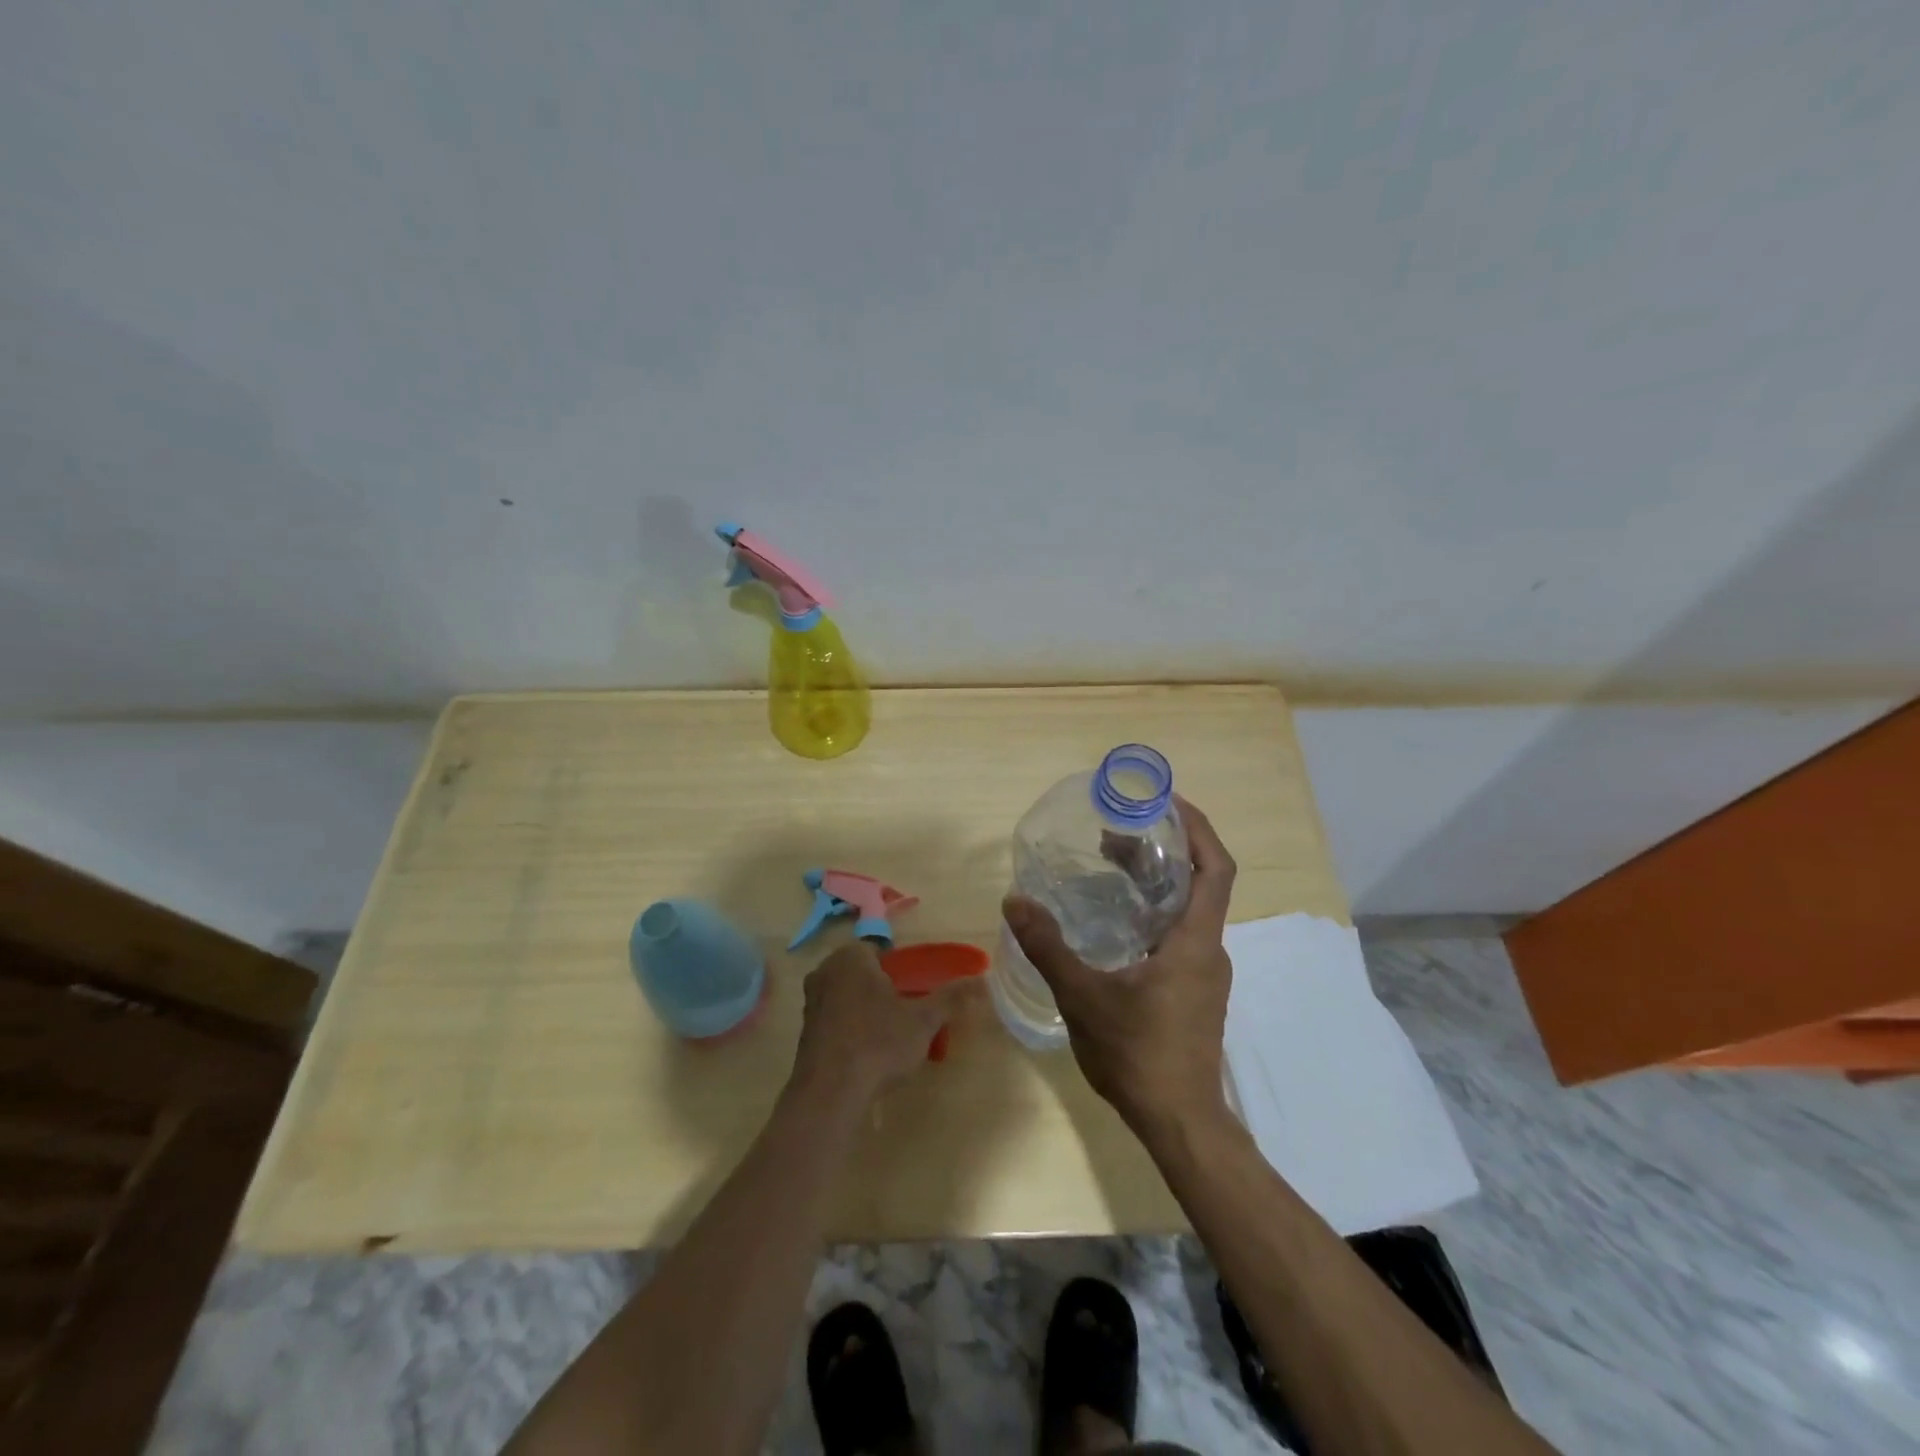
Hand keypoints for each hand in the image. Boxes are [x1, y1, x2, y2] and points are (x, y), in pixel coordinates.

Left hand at [789, 941, 980, 1106]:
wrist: (830, 1094)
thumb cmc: (878, 1044)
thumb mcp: (923, 1020)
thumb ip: (951, 997)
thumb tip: (983, 980)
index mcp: (851, 957)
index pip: (880, 951)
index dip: (900, 970)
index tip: (914, 992)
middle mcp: (825, 971)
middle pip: (863, 973)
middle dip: (883, 989)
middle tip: (906, 1014)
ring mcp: (811, 1002)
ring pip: (848, 996)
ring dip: (867, 1010)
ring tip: (890, 1037)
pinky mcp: (804, 1032)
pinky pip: (836, 1020)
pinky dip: (851, 1029)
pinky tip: (867, 1053)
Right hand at [1003, 795, 1236, 1140]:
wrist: (1179, 1122)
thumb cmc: (1138, 1054)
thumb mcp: (1084, 997)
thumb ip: (1049, 947)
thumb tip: (1015, 900)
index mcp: (1194, 941)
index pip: (1215, 869)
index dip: (1198, 828)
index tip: (1168, 802)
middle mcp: (1207, 949)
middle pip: (1196, 883)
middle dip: (1160, 852)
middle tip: (1114, 834)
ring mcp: (1204, 973)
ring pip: (1185, 911)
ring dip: (1154, 883)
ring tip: (1110, 869)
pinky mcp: (1194, 992)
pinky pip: (1178, 935)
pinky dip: (1151, 913)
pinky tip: (1115, 924)